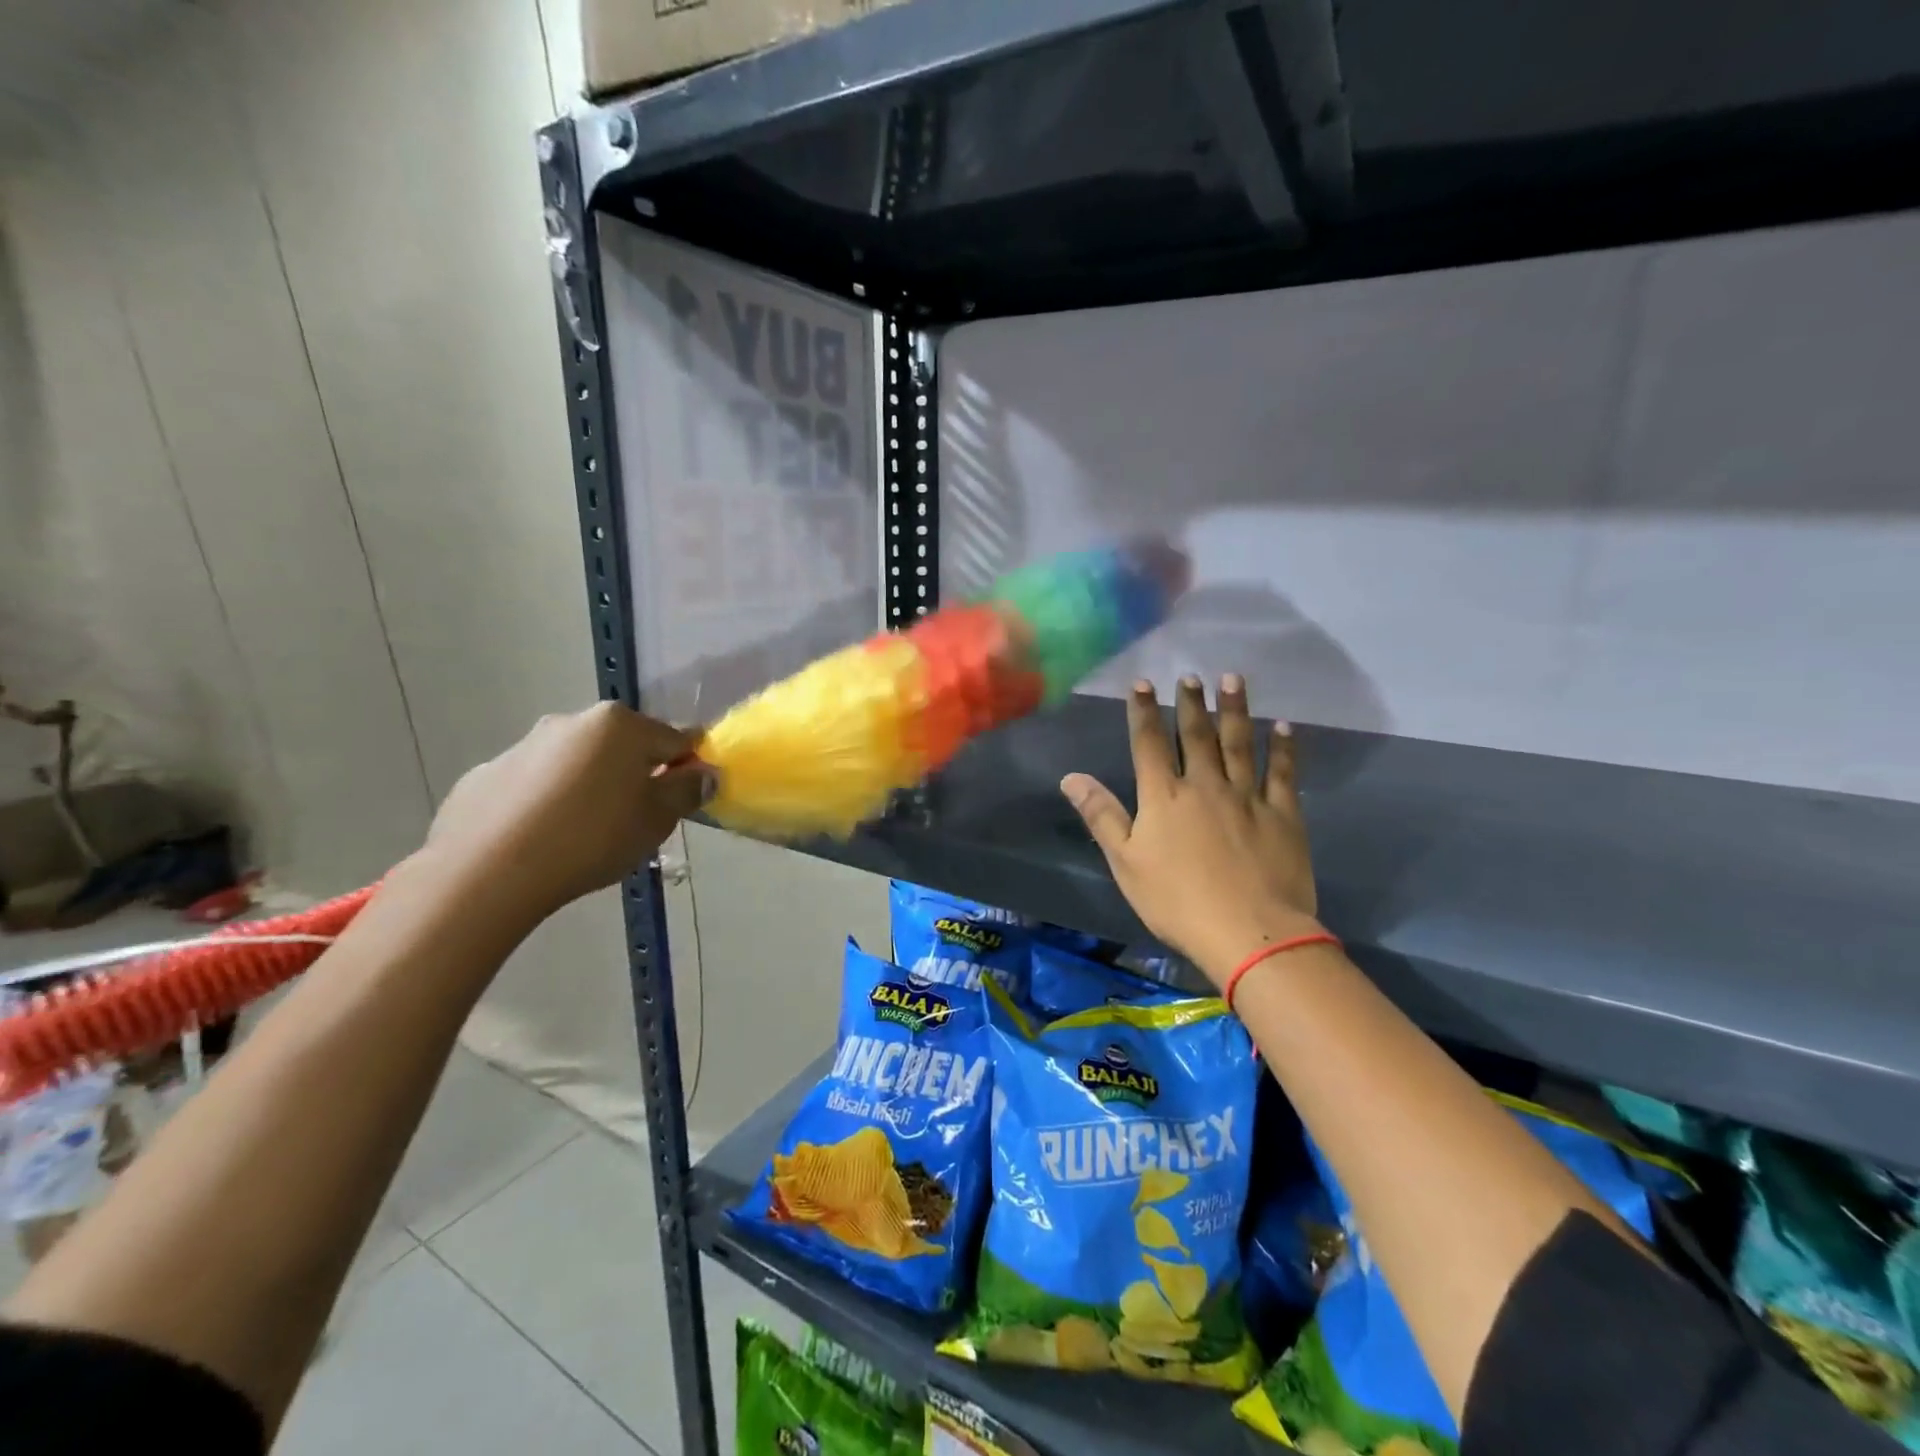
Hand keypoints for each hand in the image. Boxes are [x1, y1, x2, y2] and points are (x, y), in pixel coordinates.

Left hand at [423, 703, 712, 925]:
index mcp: (620, 725)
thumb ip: (686, 791)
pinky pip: (534, 785)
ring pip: (577, 763)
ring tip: (585, 835)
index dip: (688, 767)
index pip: (676, 739)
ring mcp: (524, 746)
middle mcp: (573, 721)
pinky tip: (542, 840)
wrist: (486, 871)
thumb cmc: (591, 838)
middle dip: (636, 775)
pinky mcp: (486, 775)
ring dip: (590, 787)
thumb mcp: (656, 820)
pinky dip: (547, 802)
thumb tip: (705, 773)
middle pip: (623, 746)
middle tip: (636, 820)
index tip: (685, 799)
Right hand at [1061, 675, 1320, 986]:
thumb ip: (1101, 815)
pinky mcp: (1282, 814)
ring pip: (1239, 743)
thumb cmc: (1177, 901)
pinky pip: (1283, 773)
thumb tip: (1071, 776)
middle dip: (1190, 703)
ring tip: (1233, 679)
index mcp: (1164, 797)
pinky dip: (1283, 748)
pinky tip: (1283, 727)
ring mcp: (1247, 796)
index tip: (1142, 683)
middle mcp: (1205, 785)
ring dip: (1235, 710)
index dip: (1143, 712)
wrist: (1249, 932)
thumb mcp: (1126, 862)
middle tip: (1191, 675)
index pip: (1148, 744)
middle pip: (1196, 735)